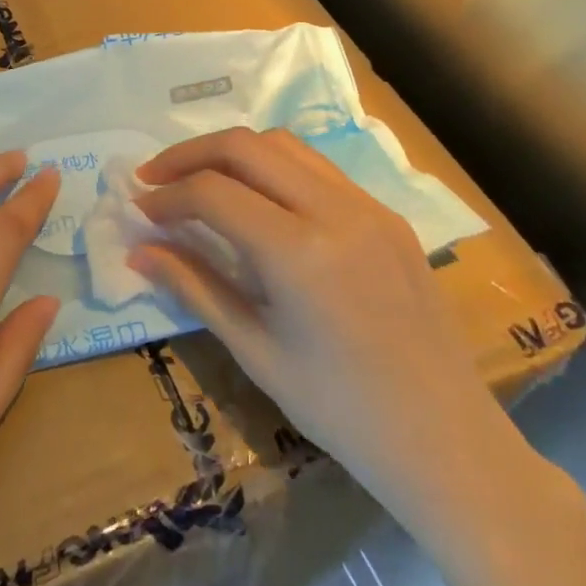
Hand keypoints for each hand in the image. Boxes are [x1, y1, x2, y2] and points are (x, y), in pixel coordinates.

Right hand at [130, 127, 529, 528]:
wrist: (446, 440)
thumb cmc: (340, 410)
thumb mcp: (255, 349)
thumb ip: (194, 286)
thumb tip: (139, 250)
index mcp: (299, 253)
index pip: (213, 193)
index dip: (167, 195)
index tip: (139, 209)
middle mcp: (335, 211)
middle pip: (245, 146)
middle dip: (190, 154)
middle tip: (155, 178)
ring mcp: (369, 206)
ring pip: (284, 145)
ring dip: (233, 152)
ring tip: (199, 179)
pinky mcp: (387, 214)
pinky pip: (318, 168)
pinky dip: (273, 167)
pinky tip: (256, 198)